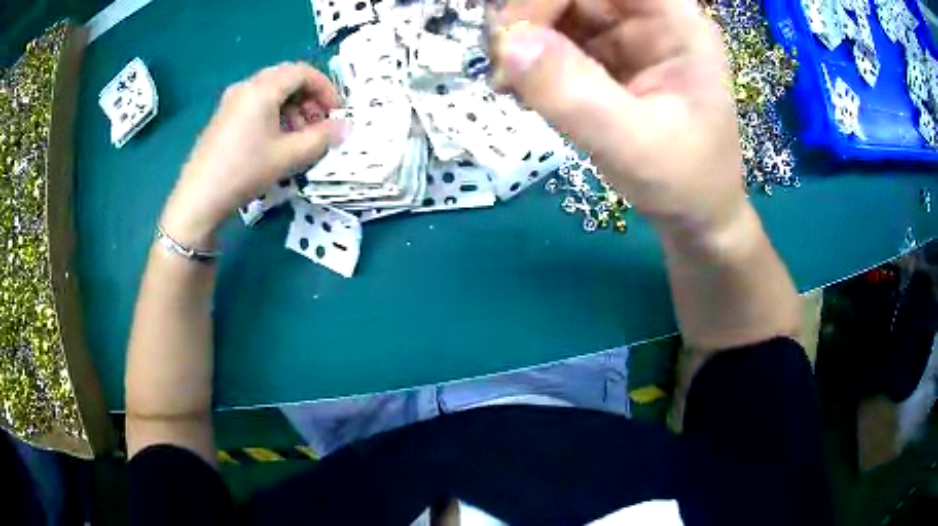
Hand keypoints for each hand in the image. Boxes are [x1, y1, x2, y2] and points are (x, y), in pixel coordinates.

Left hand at [161, 62, 345, 247]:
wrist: (199, 199)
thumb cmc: (244, 172)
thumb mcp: (288, 156)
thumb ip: (322, 138)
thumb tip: (346, 128)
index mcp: (262, 88)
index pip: (303, 72)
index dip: (326, 89)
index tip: (336, 113)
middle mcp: (247, 86)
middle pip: (287, 79)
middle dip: (309, 99)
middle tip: (319, 125)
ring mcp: (232, 100)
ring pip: (272, 92)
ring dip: (293, 108)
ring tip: (299, 137)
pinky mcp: (224, 116)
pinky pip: (257, 103)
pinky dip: (275, 114)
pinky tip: (276, 140)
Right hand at [492, 0, 745, 253]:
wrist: (695, 217)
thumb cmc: (685, 182)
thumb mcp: (634, 144)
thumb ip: (575, 94)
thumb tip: (509, 43)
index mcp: (675, 23)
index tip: (514, 36)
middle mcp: (648, 20)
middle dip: (529, 15)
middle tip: (504, 63)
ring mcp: (625, 38)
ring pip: (559, 12)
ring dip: (523, 38)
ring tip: (510, 84)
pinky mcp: (606, 60)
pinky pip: (557, 41)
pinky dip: (529, 60)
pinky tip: (521, 91)